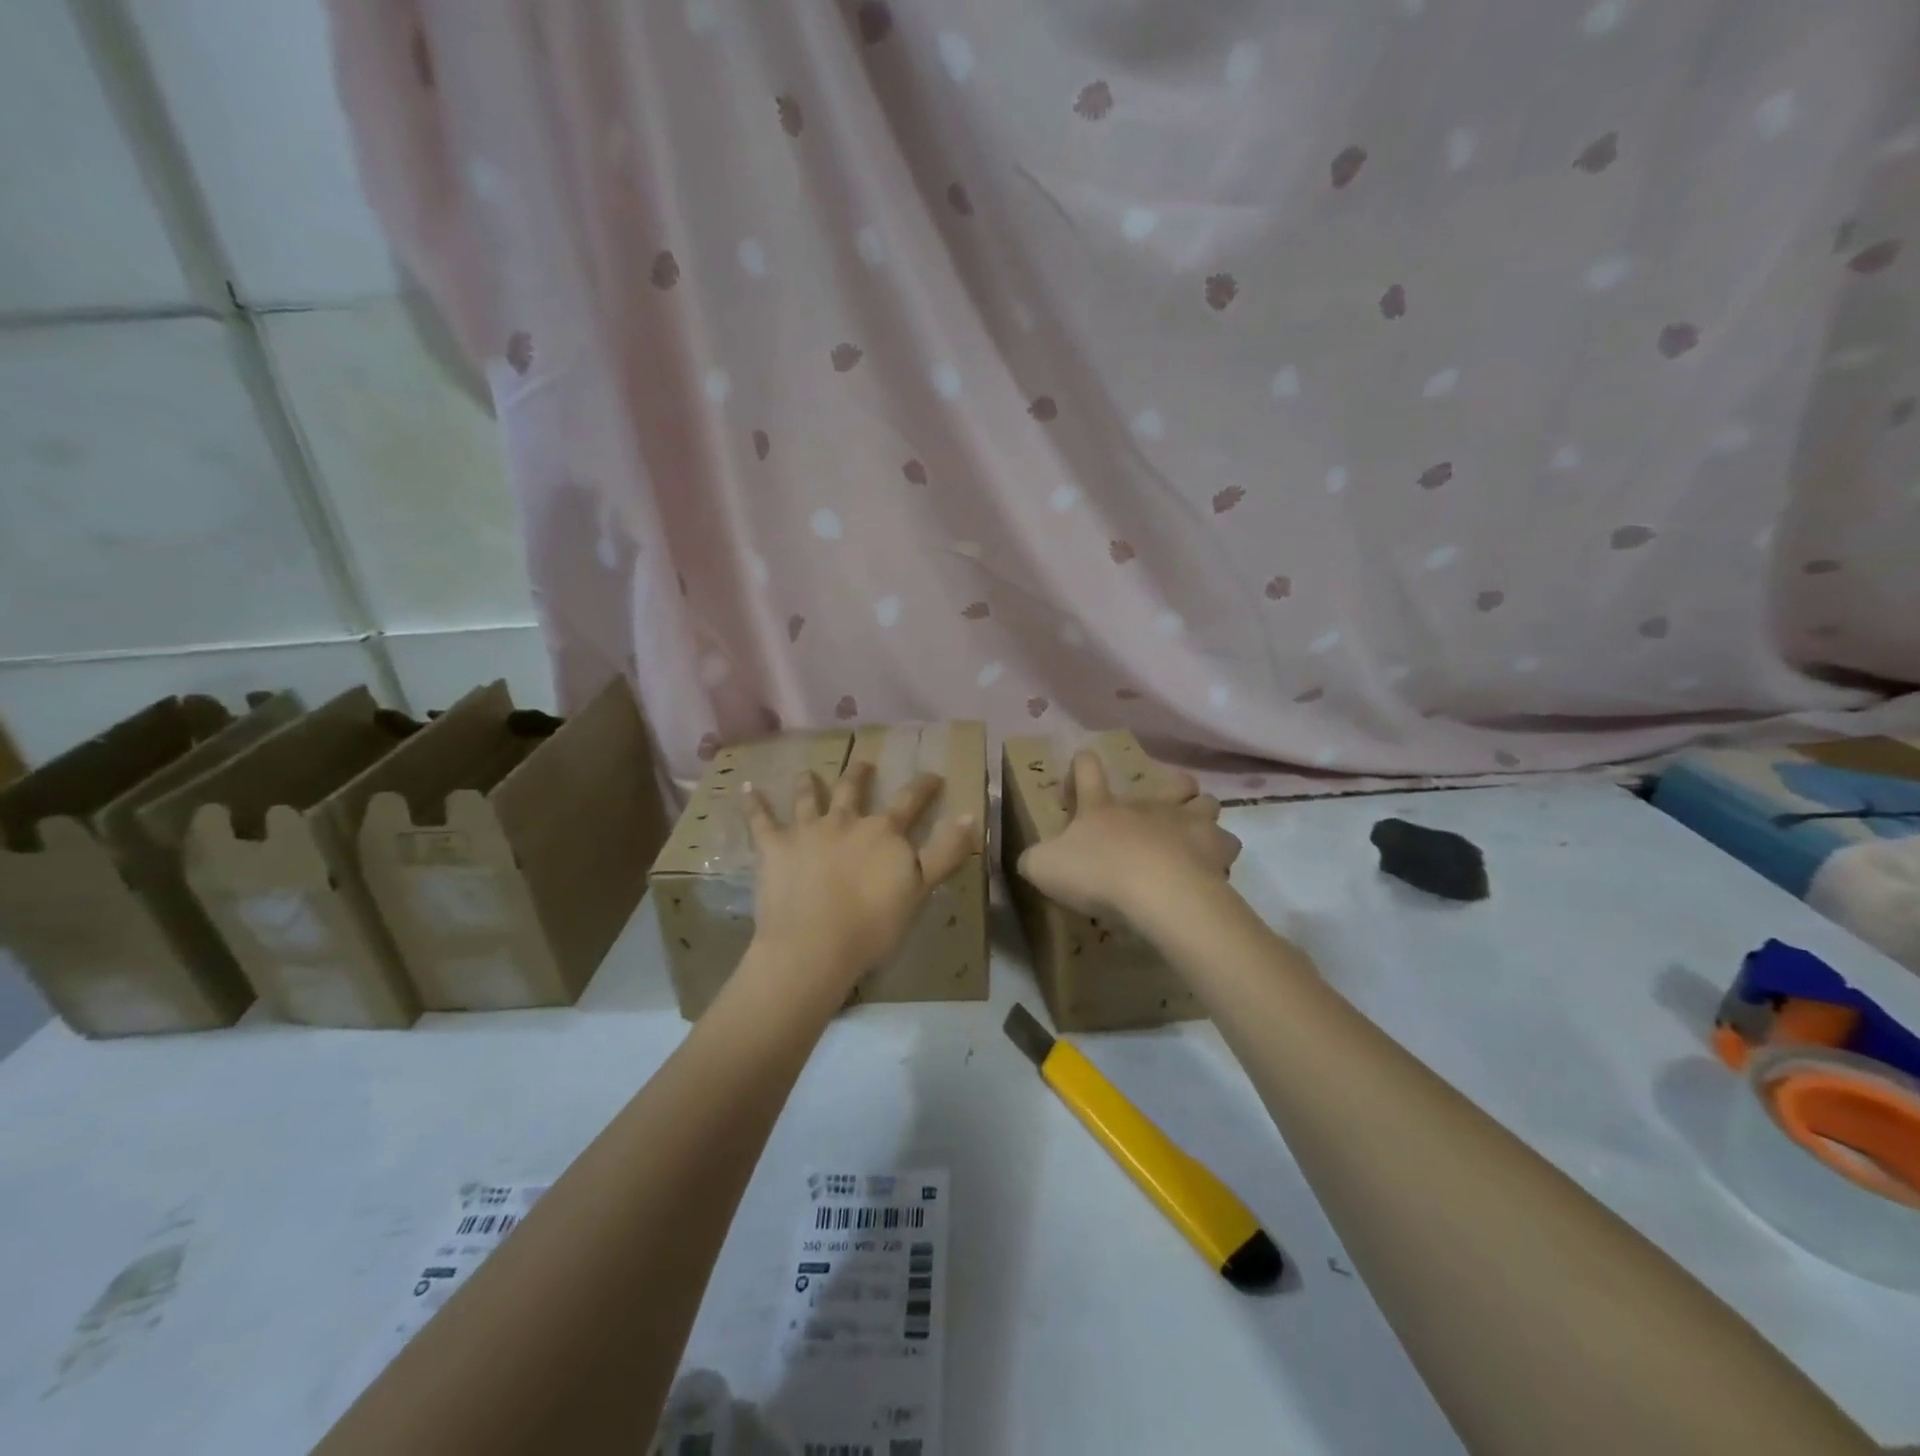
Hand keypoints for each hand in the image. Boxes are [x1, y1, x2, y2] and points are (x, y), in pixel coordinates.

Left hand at [744, 761, 978, 991]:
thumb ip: (946, 851)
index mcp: (883, 832)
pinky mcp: (774, 847)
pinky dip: (754, 803)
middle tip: (863, 763)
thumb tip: (971, 814)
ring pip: (809, 798)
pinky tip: (747, 788)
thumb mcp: (920, 888)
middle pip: (854, 790)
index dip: (923, 786)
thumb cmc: (872, 923)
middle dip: (860, 774)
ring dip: (809, 783)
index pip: (909, 801)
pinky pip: (761, 820)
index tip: (933, 775)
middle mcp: (845, 821)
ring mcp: (807, 830)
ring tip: (808, 772)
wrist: (814, 944)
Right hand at [1016, 750, 1239, 918]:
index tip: (1083, 758)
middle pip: (1173, 782)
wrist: (1157, 893)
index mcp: (1103, 808)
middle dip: (1173, 787)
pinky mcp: (1215, 853)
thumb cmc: (1098, 873)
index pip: (1088, 772)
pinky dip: (1220, 857)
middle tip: (1166, 804)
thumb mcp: (1044, 867)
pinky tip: (1210, 871)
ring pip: (1208, 805)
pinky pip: (1227, 848)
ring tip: (1194, 837)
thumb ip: (1034, 859)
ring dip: (1202, 816)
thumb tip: (1030, 859)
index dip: (1083, 764)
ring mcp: (1187, 825)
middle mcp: (1149, 808)